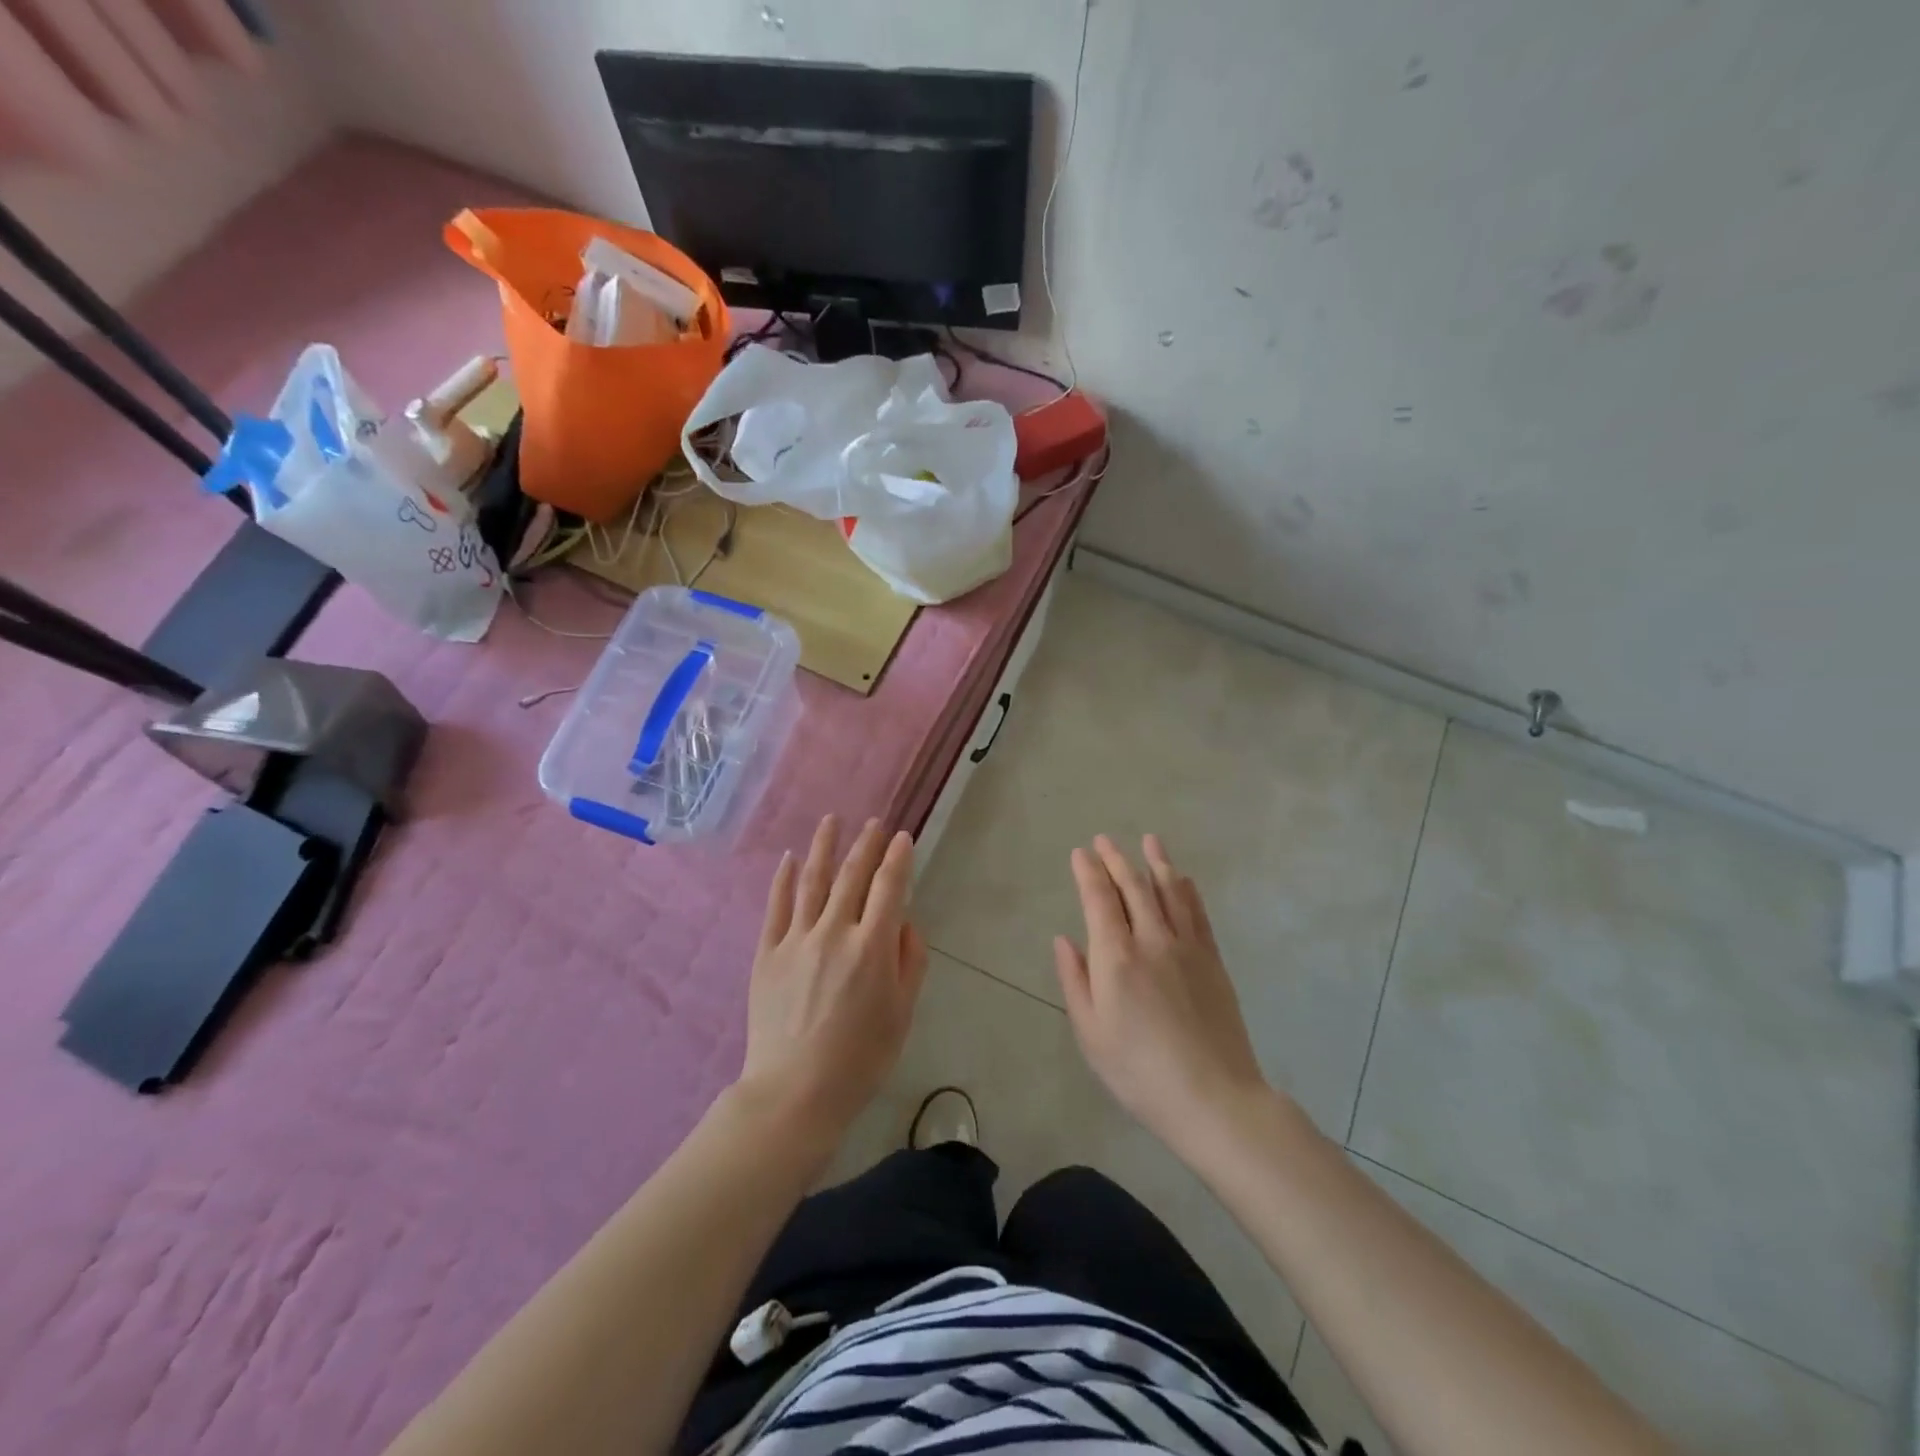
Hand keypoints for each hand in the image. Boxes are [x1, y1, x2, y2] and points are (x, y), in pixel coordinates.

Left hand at [739, 816, 927, 1142]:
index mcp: (872, 947)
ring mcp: (797, 939)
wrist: (795, 1092)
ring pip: (812, 881)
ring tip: (831, 820)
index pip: (889, 888)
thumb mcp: (902, 1014)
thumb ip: (910, 962)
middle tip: (874, 823)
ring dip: (824, 847)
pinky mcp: (768, 953)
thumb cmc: (860, 1059)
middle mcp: (835, 932)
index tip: (902, 837)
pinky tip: (789, 859)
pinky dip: (783, 879)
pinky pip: (776, 907)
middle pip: (852, 877)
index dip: (897, 859)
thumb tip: (905, 922)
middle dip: (866, 845)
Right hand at [1054, 835, 1270, 1155]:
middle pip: (1133, 887)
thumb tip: (1064, 939)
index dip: (1088, 872)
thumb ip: (1074, 981)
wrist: (1213, 1098)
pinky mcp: (1212, 961)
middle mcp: (1151, 940)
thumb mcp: (1090, 1033)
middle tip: (1104, 840)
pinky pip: (1198, 914)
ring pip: (1170, 892)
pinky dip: (1188, 891)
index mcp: (1116, 957)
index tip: (1080, 853)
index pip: (1099, 899)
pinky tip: (1183, 879)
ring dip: (1156, 863)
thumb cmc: (1139, 1072)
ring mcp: (1187, 948)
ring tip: (1148, 840)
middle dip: (1116, 859)